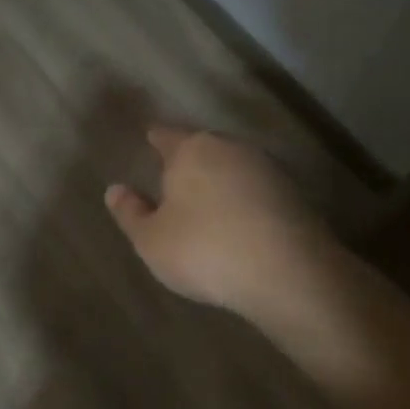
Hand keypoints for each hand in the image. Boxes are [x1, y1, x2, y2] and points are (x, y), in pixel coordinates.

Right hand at [105, 126, 336, 324]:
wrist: (289, 273)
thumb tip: (115, 190)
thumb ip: (131, 212)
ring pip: (233, 166)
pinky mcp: (294, 194)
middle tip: (175, 178)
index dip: (156, 139)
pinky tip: (239, 222)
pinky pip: (257, 190)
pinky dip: (244, 200)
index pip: (166, 135)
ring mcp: (267, 168)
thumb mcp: (152, 240)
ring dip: (220, 180)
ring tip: (207, 203)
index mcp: (191, 150)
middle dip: (189, 160)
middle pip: (203, 147)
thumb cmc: (205, 250)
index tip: (150, 138)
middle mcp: (230, 148)